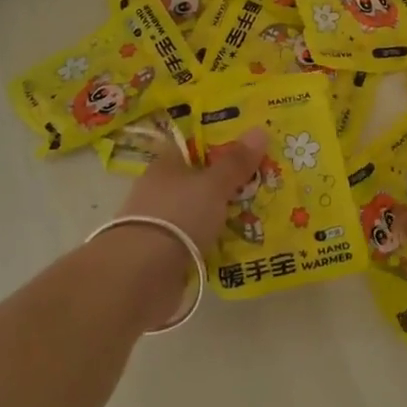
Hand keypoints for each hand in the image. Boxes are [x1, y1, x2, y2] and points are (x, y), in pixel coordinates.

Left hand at [99, 124, 267, 328]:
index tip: (250, 147)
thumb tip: (260, 129)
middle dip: (228, 182)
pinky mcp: (164, 255)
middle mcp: (160, 190)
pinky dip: (215, 242)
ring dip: (223, 215)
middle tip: (266, 181)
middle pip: (200, 180)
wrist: (140, 277)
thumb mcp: (213, 185)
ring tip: (262, 215)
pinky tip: (241, 245)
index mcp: (166, 165)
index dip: (220, 144)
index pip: (194, 146)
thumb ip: (236, 162)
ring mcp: (161, 224)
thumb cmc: (177, 216)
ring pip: (200, 211)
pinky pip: (198, 241)